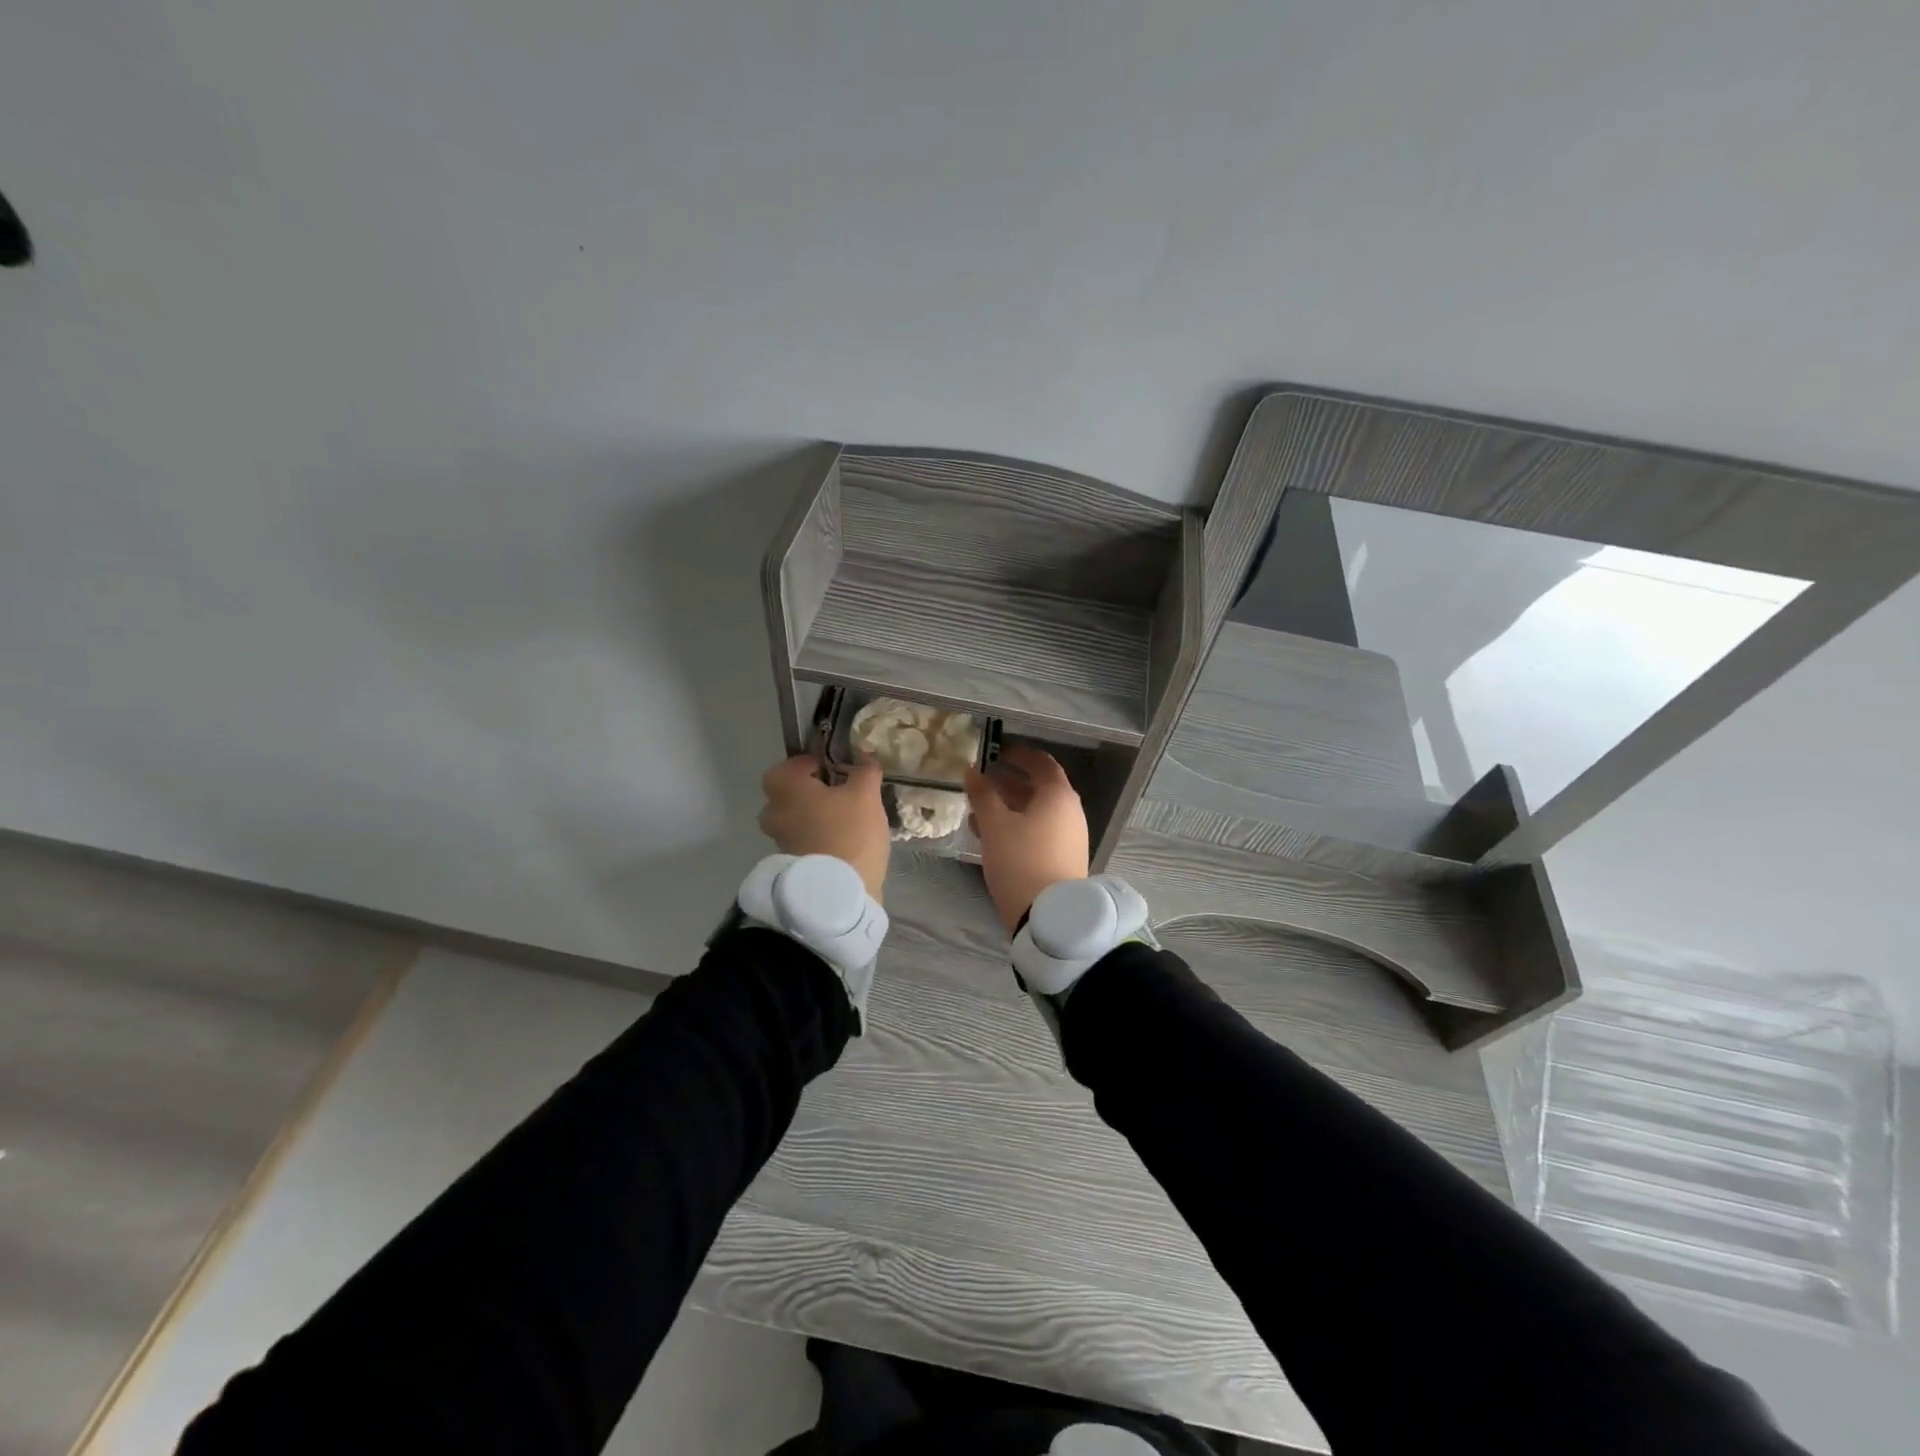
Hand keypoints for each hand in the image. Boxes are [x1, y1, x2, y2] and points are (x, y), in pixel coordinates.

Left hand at [758, 755, 890, 901]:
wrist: (840, 892)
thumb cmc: (850, 832)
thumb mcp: (866, 795)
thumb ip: (865, 771)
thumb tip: (865, 755)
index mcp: (786, 789)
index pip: (787, 766)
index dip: (808, 763)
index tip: (833, 767)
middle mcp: (776, 813)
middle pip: (786, 794)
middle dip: (808, 791)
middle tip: (837, 792)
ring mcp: (780, 841)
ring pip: (793, 819)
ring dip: (812, 816)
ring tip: (843, 817)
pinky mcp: (791, 864)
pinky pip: (801, 840)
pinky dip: (816, 837)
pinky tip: (842, 839)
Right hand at [964, 744, 1089, 933]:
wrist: (1050, 916)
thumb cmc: (1021, 861)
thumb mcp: (995, 825)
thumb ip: (982, 794)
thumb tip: (972, 770)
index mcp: (1058, 796)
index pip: (1041, 763)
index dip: (1018, 754)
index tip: (995, 751)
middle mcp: (1070, 812)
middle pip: (1039, 788)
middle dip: (1009, 782)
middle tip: (981, 779)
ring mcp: (1070, 837)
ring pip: (1037, 812)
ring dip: (1010, 806)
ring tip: (978, 809)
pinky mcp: (1064, 859)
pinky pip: (1040, 831)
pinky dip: (1018, 826)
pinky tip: (991, 836)